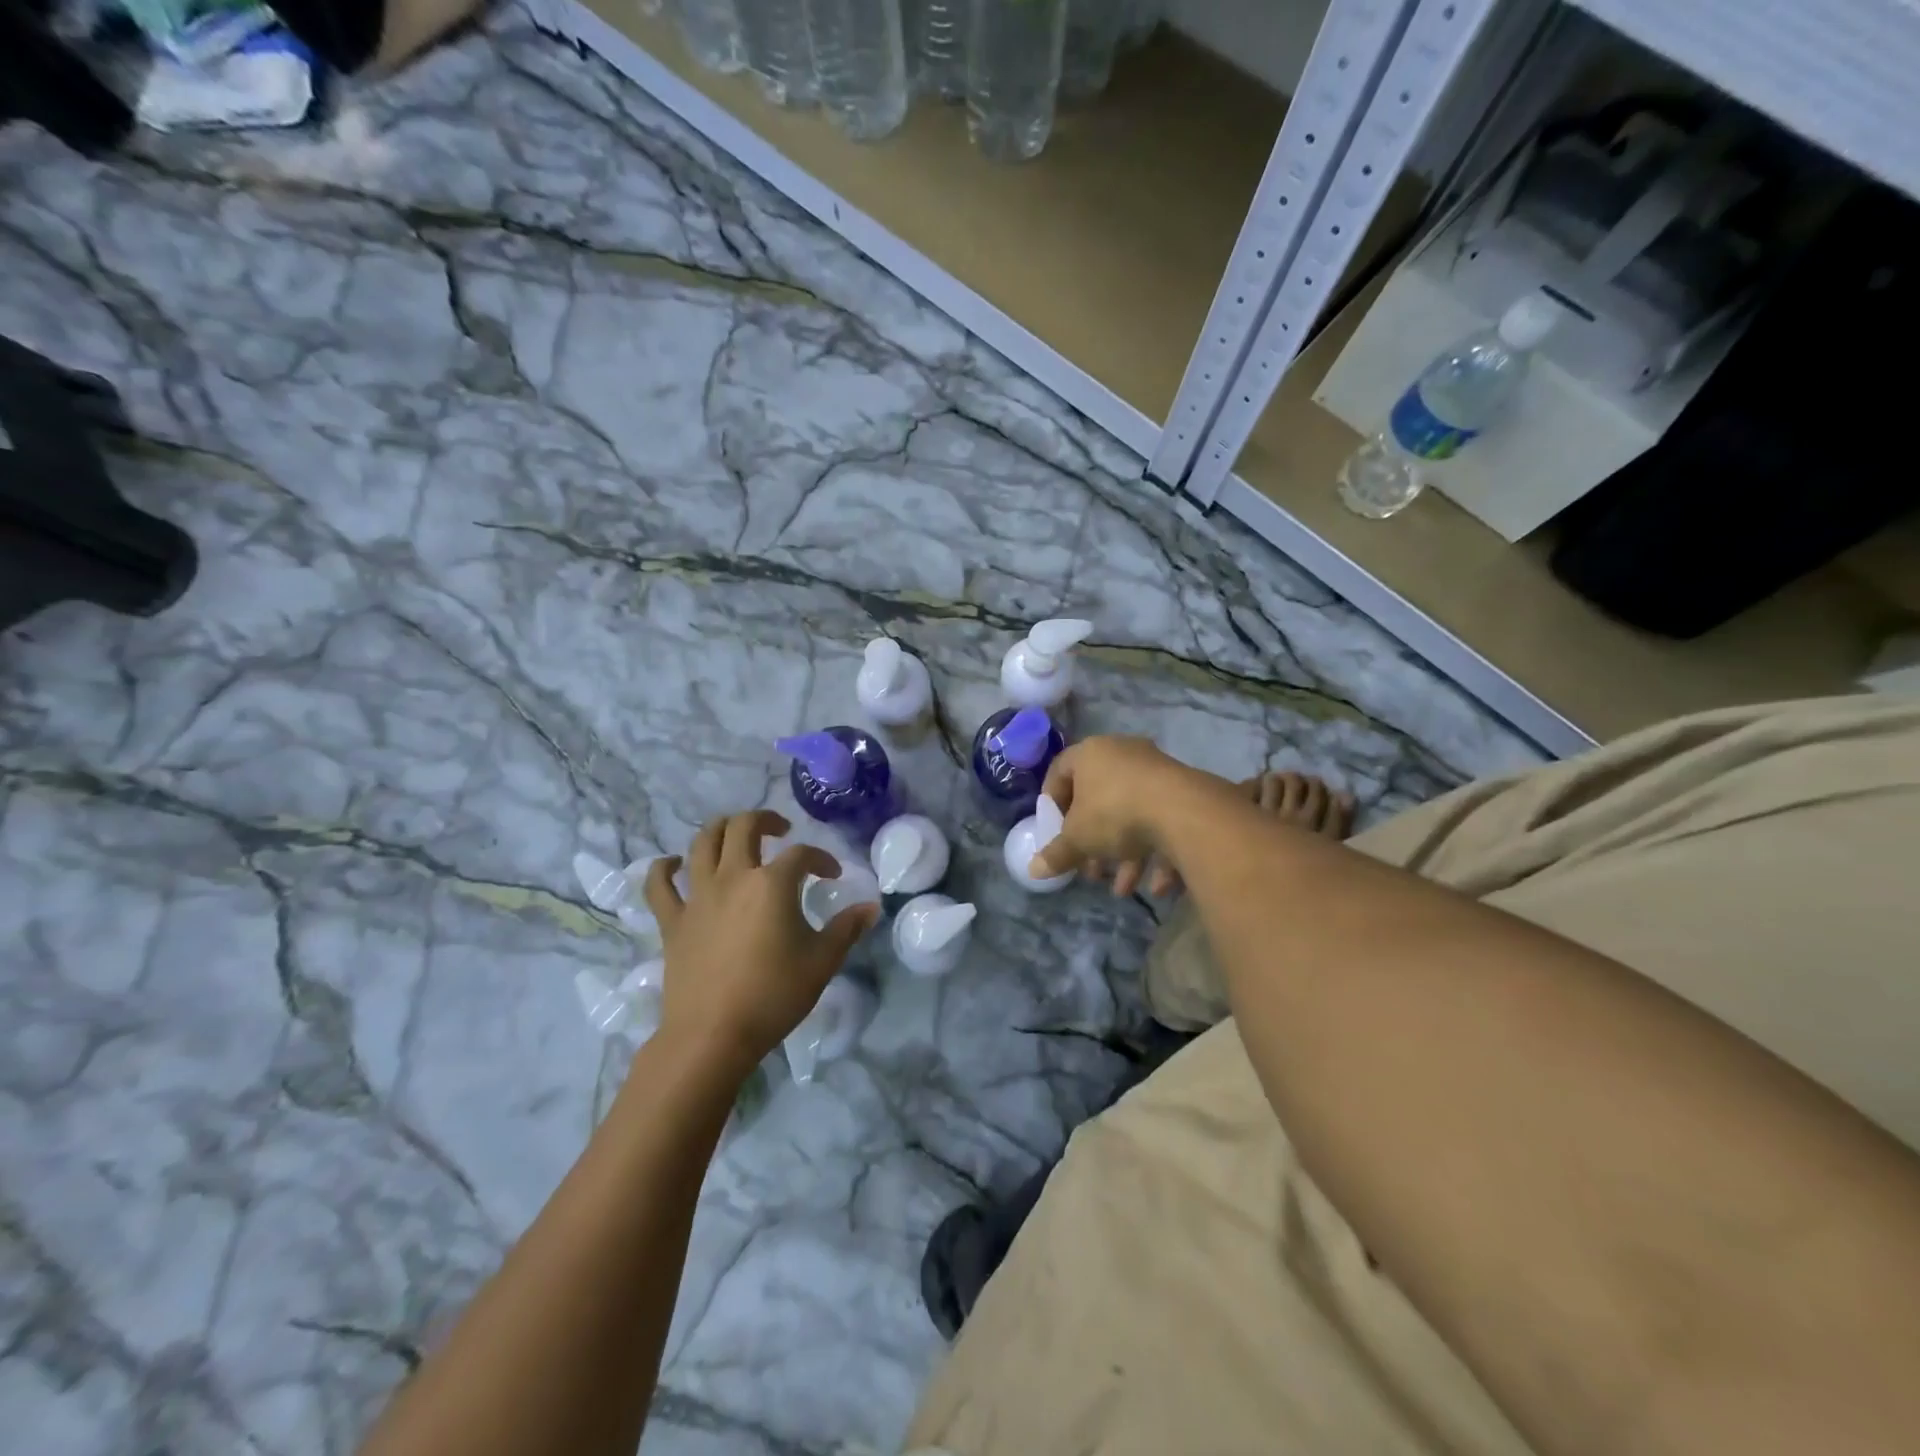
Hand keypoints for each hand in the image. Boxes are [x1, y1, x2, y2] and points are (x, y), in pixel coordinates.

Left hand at [644, 811, 877, 1078]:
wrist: (713, 1035)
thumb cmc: (774, 995)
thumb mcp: (822, 962)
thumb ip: (846, 929)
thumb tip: (871, 908)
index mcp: (773, 884)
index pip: (801, 855)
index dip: (821, 859)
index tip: (832, 875)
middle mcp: (733, 877)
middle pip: (744, 827)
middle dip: (765, 820)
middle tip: (781, 830)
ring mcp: (698, 897)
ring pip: (702, 843)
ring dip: (720, 828)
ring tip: (735, 834)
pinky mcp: (672, 921)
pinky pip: (659, 885)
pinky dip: (664, 868)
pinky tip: (673, 864)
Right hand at [1030, 736, 1205, 888]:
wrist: (1183, 811)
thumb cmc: (1115, 813)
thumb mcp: (1078, 839)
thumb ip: (1056, 854)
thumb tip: (1032, 870)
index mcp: (1090, 754)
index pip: (1060, 771)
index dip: (1052, 803)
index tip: (1053, 831)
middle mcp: (1123, 755)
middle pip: (1098, 800)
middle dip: (1093, 841)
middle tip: (1091, 870)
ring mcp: (1156, 772)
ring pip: (1132, 816)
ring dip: (1125, 855)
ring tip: (1123, 889)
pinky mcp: (1184, 792)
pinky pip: (1162, 822)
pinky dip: (1157, 853)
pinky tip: (1156, 886)